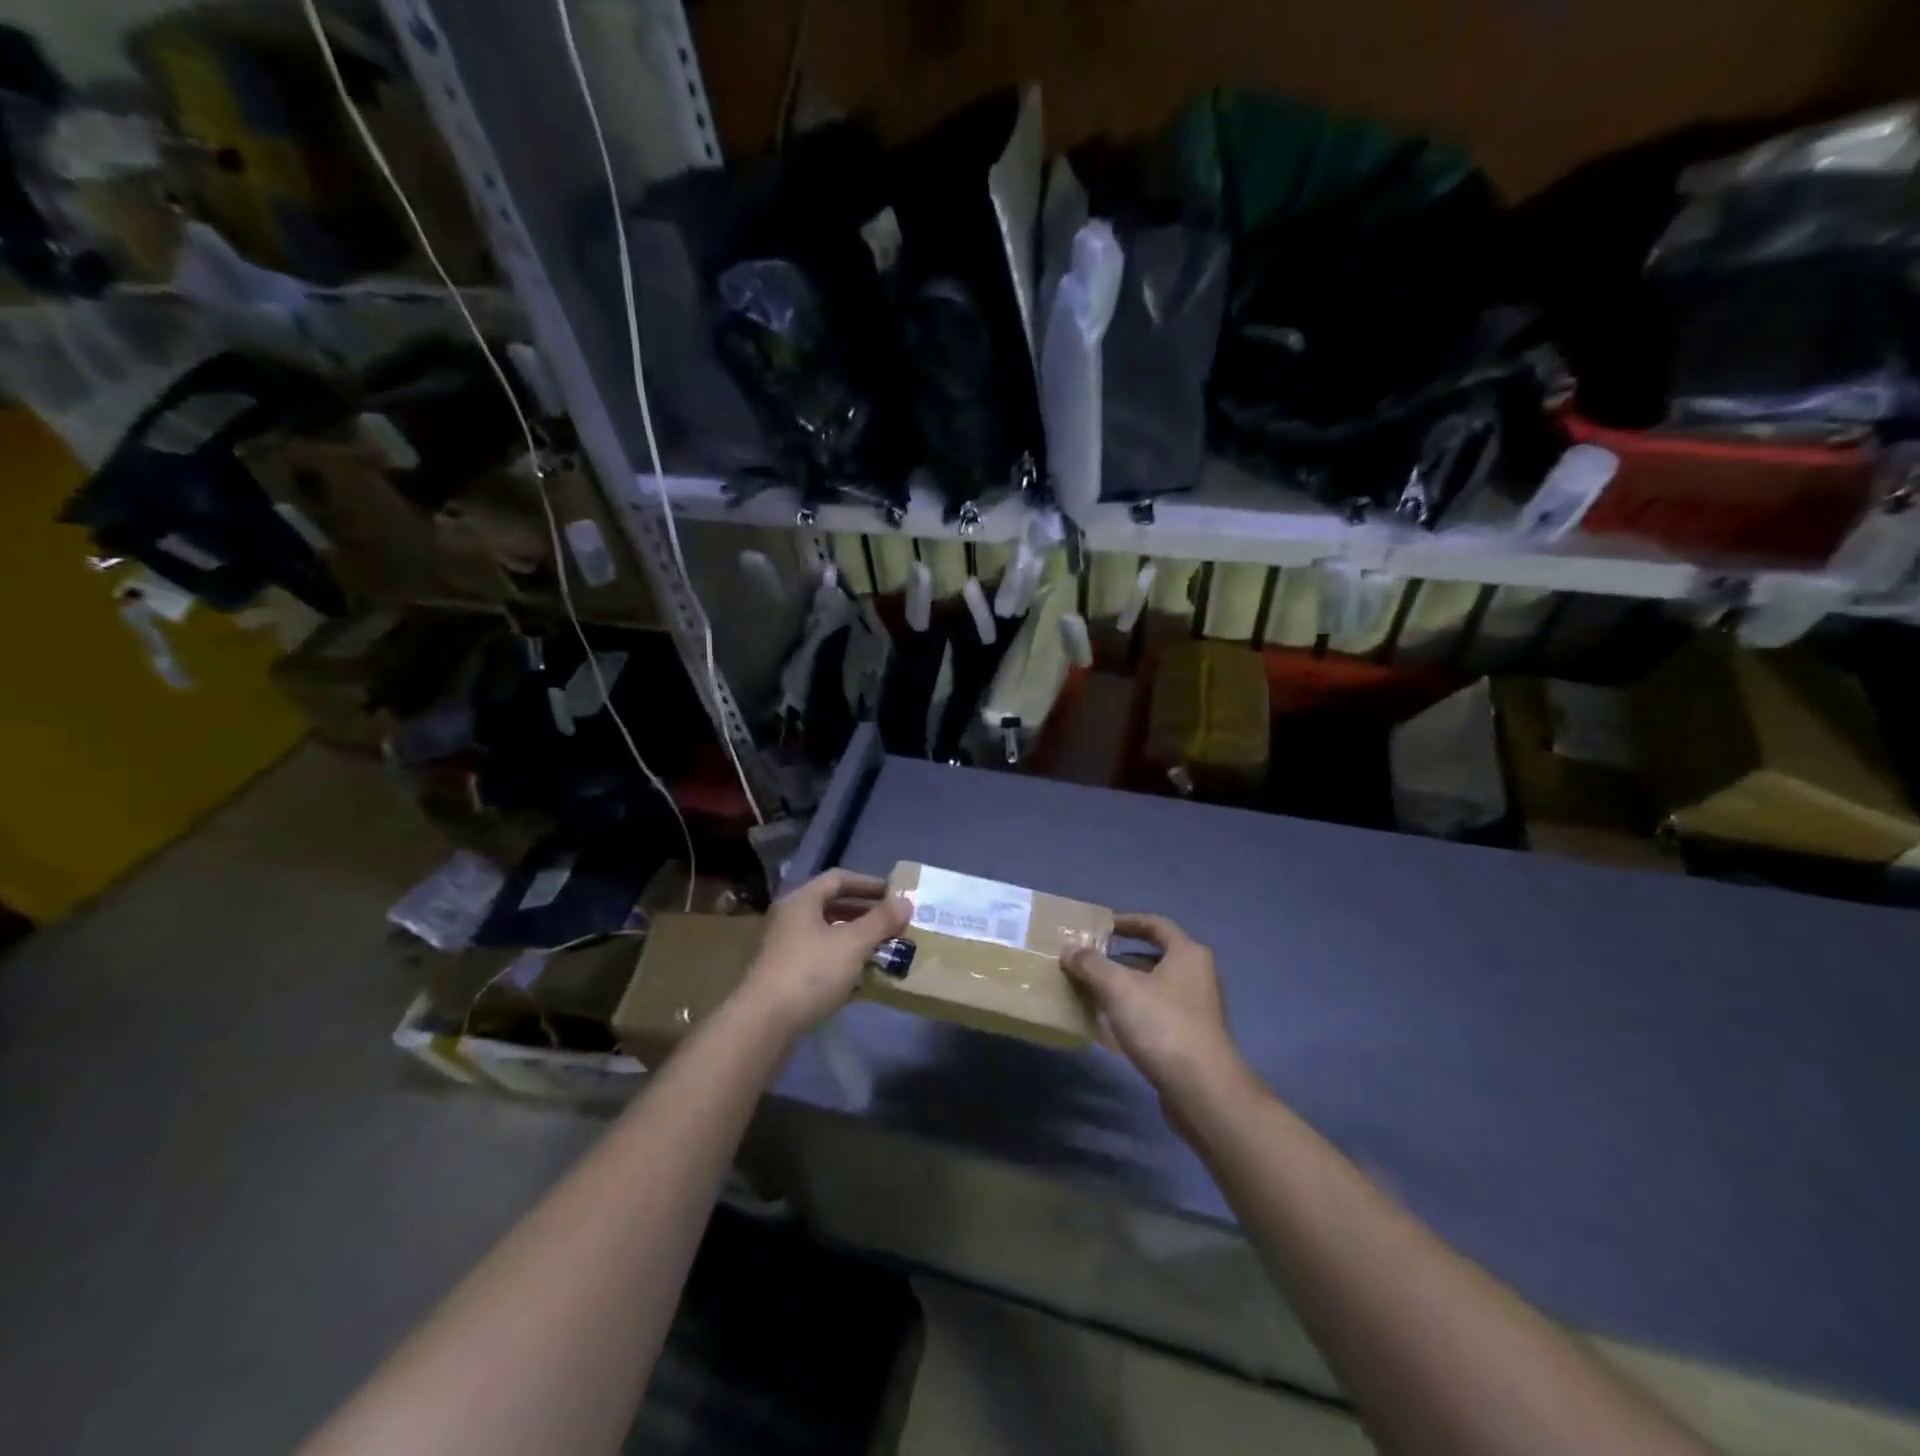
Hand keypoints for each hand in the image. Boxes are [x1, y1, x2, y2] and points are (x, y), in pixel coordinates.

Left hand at [739, 870, 910, 1039]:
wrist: (763, 1025)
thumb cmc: (810, 972)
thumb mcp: (853, 944)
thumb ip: (881, 921)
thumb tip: (906, 901)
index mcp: (802, 902)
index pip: (838, 879)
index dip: (868, 884)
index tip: (894, 895)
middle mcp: (790, 920)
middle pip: (832, 908)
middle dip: (865, 915)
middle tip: (894, 924)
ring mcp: (786, 951)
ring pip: (828, 937)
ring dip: (857, 942)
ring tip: (885, 951)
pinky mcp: (786, 979)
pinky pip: (821, 962)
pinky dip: (844, 966)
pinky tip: (865, 981)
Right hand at [1062, 914, 1243, 1103]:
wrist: (1201, 1090)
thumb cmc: (1162, 1025)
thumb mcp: (1119, 988)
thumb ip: (1091, 964)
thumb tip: (1070, 950)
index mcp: (1187, 954)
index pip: (1155, 924)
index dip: (1126, 921)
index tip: (1101, 927)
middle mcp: (1197, 975)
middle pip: (1154, 956)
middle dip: (1120, 958)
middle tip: (1090, 961)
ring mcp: (1197, 1008)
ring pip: (1154, 987)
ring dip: (1125, 987)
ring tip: (1092, 992)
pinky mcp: (1191, 1037)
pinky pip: (1156, 1013)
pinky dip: (1134, 1011)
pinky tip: (1110, 1024)